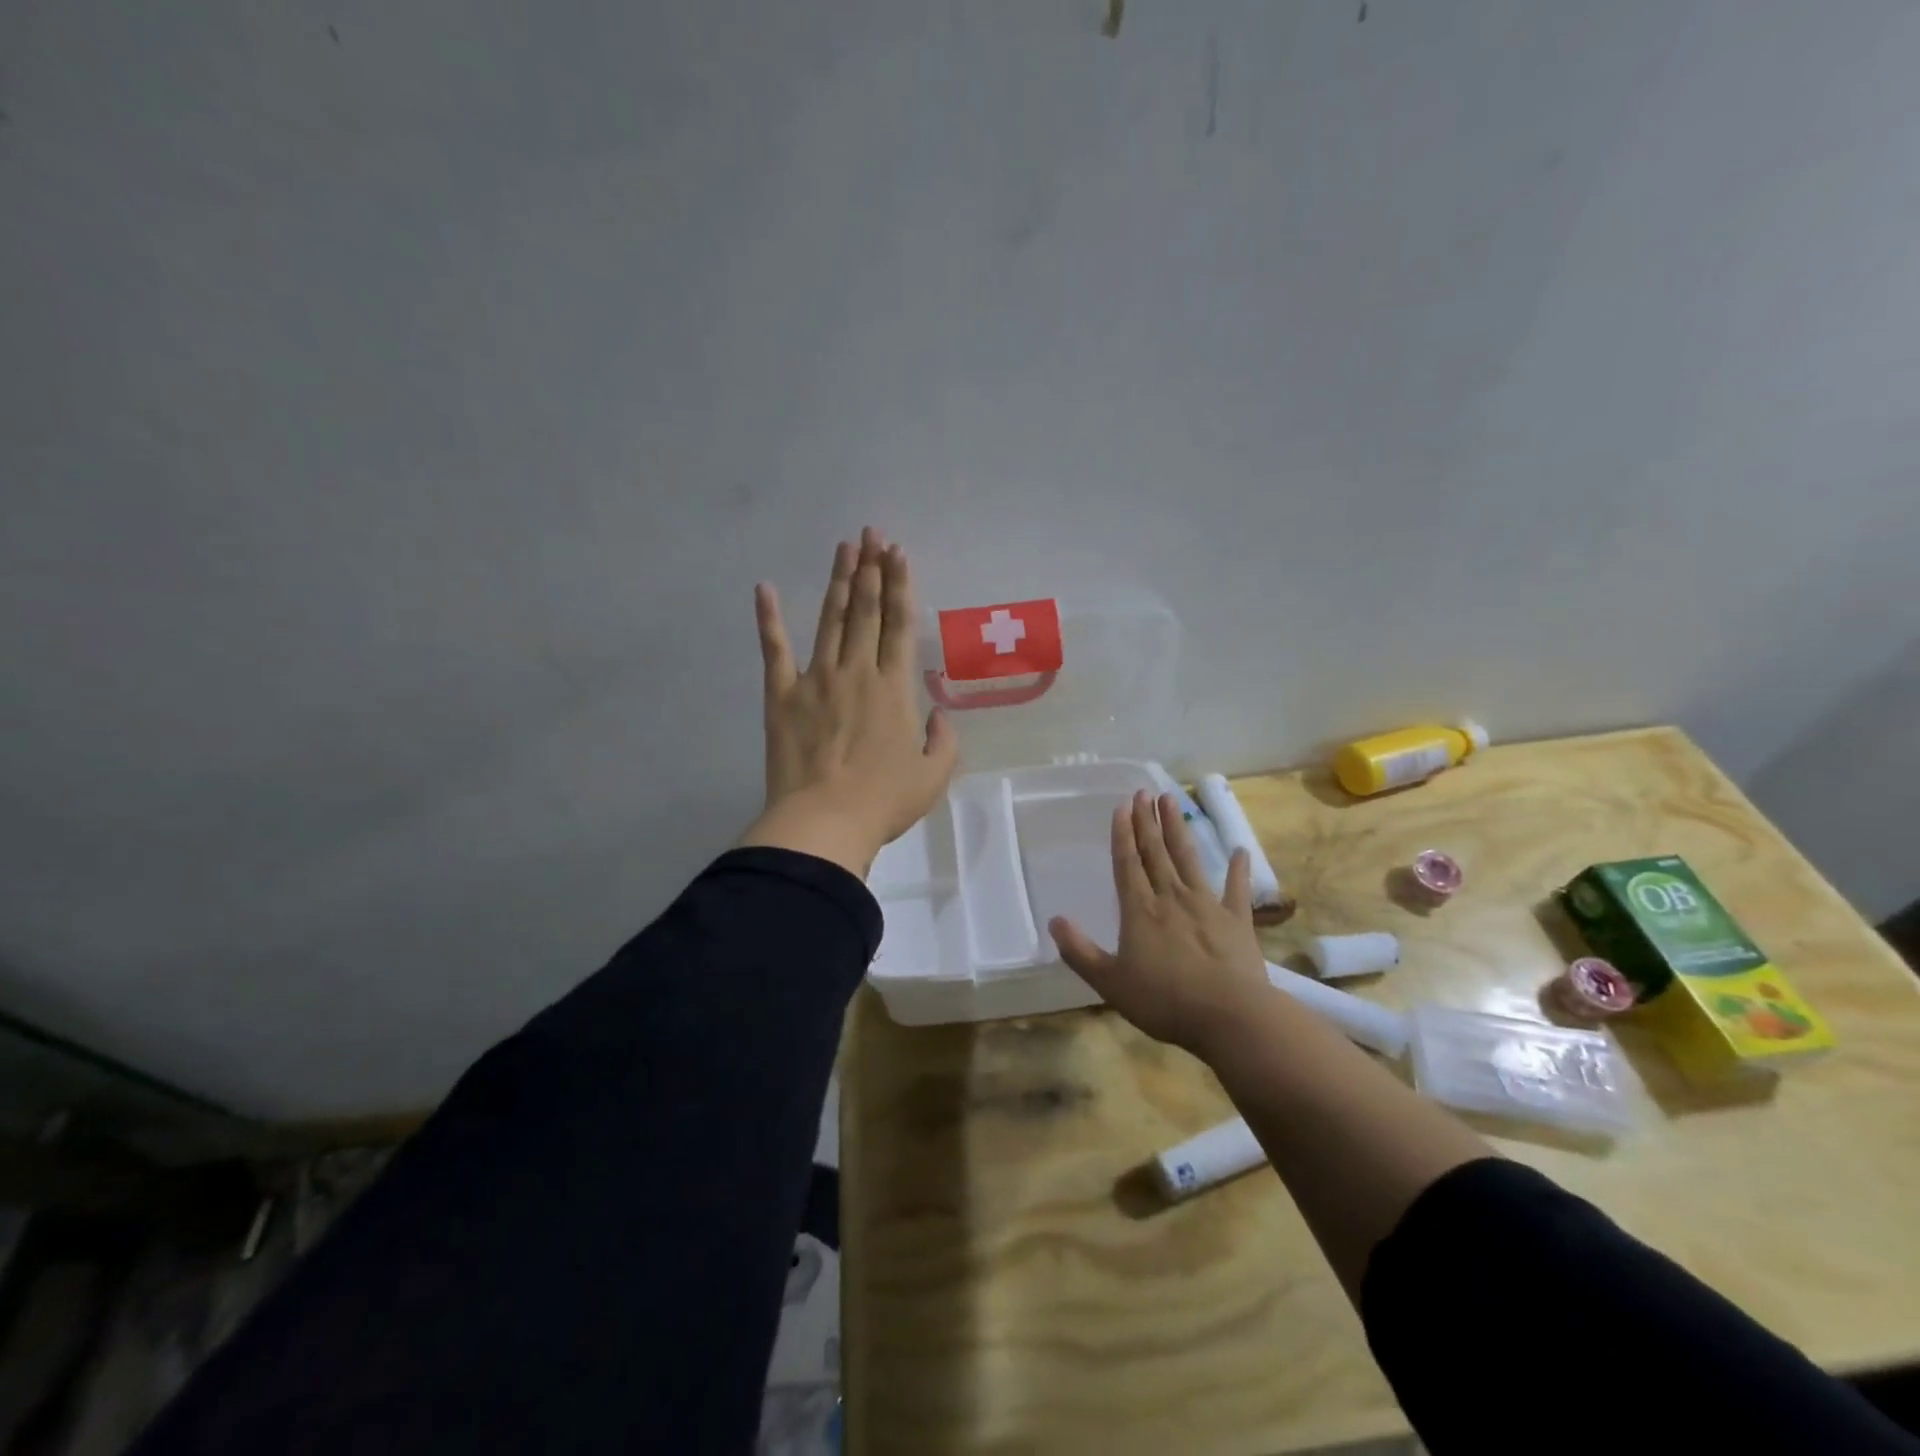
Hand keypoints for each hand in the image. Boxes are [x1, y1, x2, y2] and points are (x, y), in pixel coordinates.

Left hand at [736, 527, 958, 876]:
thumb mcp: (933, 777)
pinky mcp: (781, 695)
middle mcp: (856, 672)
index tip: (898, 553)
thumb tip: (939, 716)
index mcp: (894, 689)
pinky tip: (765, 588)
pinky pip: (774, 649)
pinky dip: (768, 618)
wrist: (824, 822)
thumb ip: (944, 741)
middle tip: (872, 534)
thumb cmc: (883, 801)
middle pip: (866, 611)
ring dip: (838, 581)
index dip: (901, 586)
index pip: (899, 625)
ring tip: (844, 547)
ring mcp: (815, 679)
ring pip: (830, 619)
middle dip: (871, 570)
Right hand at [1050, 791, 1267, 1054]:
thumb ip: (1080, 952)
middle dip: (1147, 821)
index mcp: (1140, 910)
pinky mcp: (1237, 920)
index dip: (1123, 834)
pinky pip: (1237, 889)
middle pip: (1156, 852)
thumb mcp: (1110, 983)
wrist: (1229, 1016)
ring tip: (1172, 801)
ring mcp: (1207, 905)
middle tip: (1144, 791)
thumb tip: (1054, 921)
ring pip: (1188, 859)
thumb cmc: (1164, 1001)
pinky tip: (1240, 851)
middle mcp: (1171, 897)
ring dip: (1178, 830)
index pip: (1127, 863)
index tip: (1123, 806)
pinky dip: (1238, 870)